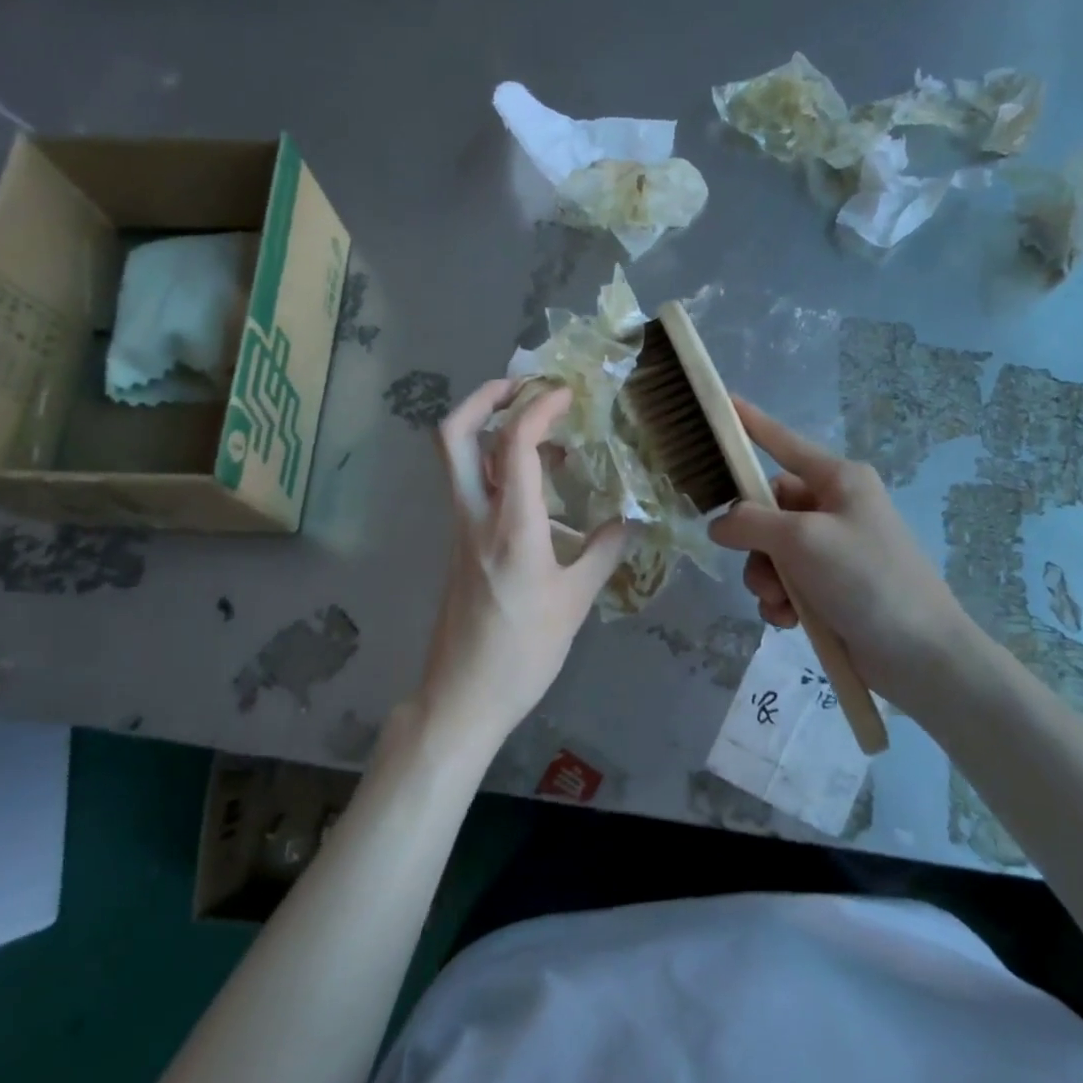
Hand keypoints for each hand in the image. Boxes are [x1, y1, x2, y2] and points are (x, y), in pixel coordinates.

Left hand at [410, 379, 627, 763]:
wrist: (463, 696)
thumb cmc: (523, 652)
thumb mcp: (575, 602)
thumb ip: (603, 552)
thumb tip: (628, 520)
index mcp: (511, 525)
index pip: (516, 443)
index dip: (540, 406)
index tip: (568, 394)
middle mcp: (475, 516)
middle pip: (454, 435)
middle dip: (484, 398)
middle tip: (523, 386)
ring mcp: (461, 529)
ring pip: (460, 459)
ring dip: (494, 430)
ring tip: (547, 434)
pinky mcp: (460, 545)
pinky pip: (473, 487)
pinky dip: (500, 467)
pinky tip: (541, 487)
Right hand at [706, 398, 990, 709]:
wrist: (920, 654)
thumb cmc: (866, 579)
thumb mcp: (802, 541)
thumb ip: (750, 523)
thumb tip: (719, 524)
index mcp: (838, 480)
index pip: (783, 442)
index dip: (751, 425)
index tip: (723, 403)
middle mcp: (834, 507)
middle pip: (768, 508)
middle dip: (754, 543)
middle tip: (762, 570)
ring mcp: (833, 548)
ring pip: (771, 550)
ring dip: (766, 578)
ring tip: (780, 603)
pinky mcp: (831, 586)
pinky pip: (786, 581)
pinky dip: (780, 600)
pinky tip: (788, 620)